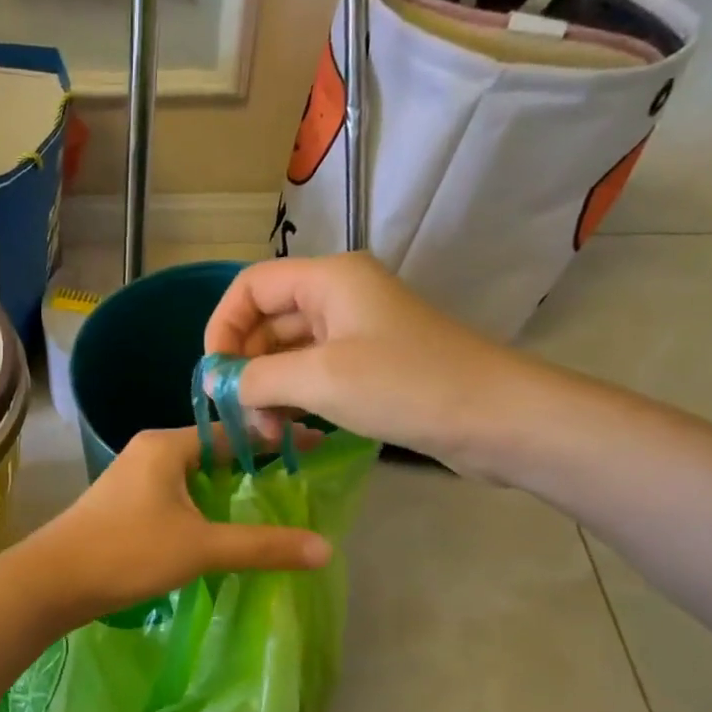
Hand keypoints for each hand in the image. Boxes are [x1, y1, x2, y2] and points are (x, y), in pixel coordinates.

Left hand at [24, 427, 330, 622]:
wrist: (52, 581)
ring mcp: (133, 476)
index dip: (275, 439)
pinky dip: (204, 502)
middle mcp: (149, 450)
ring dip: (227, 486)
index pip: (233, 431)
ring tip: (269, 501)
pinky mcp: (124, 502)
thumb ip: (262, 545)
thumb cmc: (127, 552)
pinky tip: (221, 524)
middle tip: (297, 477)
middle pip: (214, 449)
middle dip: (253, 462)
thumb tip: (326, 549)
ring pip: (193, 473)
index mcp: (166, 445)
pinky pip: (176, 492)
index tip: (314, 444)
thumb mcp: (201, 547)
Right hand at [203, 253, 542, 473]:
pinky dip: (295, 398)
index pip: (250, 286)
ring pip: (289, 351)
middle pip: (267, 319)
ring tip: (267, 432)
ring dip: (268, 388)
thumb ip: (256, 377)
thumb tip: (218, 384)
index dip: (222, 326)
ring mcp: (357, 331)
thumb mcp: (319, 379)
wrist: (497, 419)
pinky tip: (291, 430)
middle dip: (246, 366)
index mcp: (328, 279)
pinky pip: (314, 373)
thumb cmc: (405, 386)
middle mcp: (339, 296)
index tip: (214, 376)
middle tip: (240, 415)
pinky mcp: (371, 365)